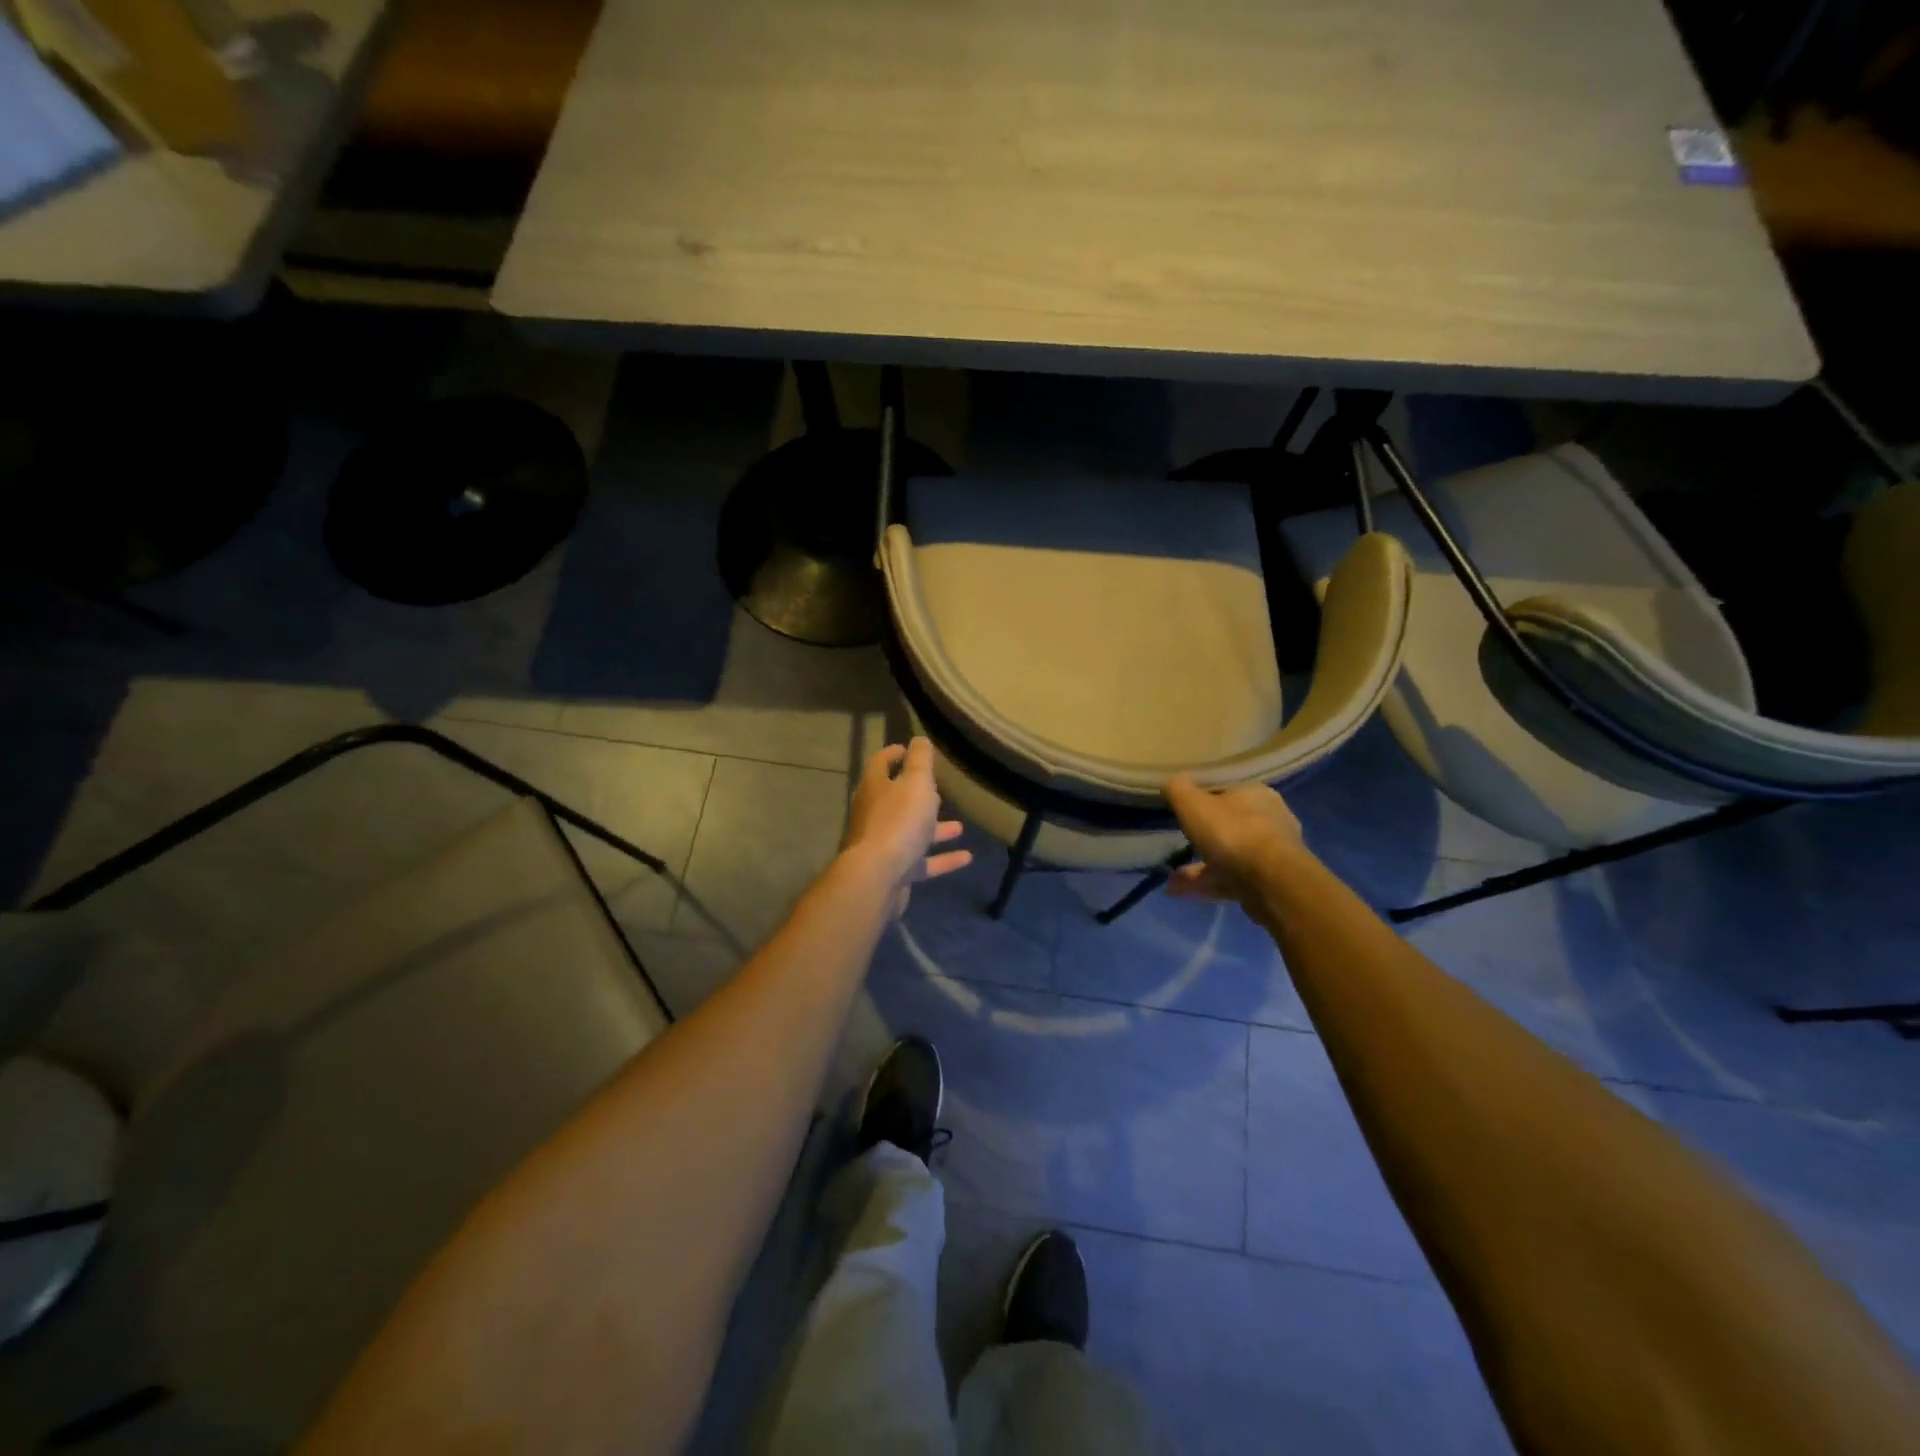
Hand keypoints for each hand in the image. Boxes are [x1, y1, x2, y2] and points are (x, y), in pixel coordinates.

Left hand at [844, 738, 971, 913]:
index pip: (881, 763)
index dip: (895, 753)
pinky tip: (967, 857)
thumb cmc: (898, 821)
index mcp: (875, 788)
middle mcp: (874, 814)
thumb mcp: (916, 783)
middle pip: (896, 799)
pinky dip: (943, 858)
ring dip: (935, 828)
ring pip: (912, 832)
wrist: (878, 877)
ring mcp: (883, 845)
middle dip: (918, 795)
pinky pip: (922, 861)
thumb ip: (920, 761)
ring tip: (960, 826)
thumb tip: (919, 739)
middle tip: (940, 789)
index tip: (910, 749)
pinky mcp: (895, 871)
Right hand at [1162, 774, 1305, 910]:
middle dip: (1201, 838)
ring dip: (1198, 867)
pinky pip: (1230, 879)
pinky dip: (1205, 884)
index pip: (1225, 791)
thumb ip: (1178, 790)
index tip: (1183, 812)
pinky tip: (1178, 892)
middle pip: (1228, 825)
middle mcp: (1269, 819)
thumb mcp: (1193, 804)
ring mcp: (1271, 854)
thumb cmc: (1232, 833)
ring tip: (1171, 878)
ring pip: (1228, 856)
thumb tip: (1172, 783)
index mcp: (1255, 794)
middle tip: (1178, 845)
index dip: (1202, 800)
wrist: (1272, 883)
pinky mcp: (1269, 882)